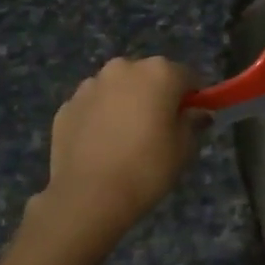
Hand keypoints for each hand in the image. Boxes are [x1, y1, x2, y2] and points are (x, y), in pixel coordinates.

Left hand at [27, 56, 201, 251]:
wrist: (88, 197)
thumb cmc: (146, 168)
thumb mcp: (184, 149)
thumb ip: (193, 123)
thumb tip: (198, 113)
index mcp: (158, 72)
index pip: (187, 76)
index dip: (192, 97)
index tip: (191, 119)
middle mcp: (123, 68)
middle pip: (149, 76)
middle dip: (156, 96)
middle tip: (158, 130)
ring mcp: (91, 85)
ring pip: (118, 88)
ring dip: (125, 103)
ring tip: (125, 139)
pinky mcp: (67, 105)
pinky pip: (93, 106)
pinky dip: (99, 117)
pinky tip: (101, 146)